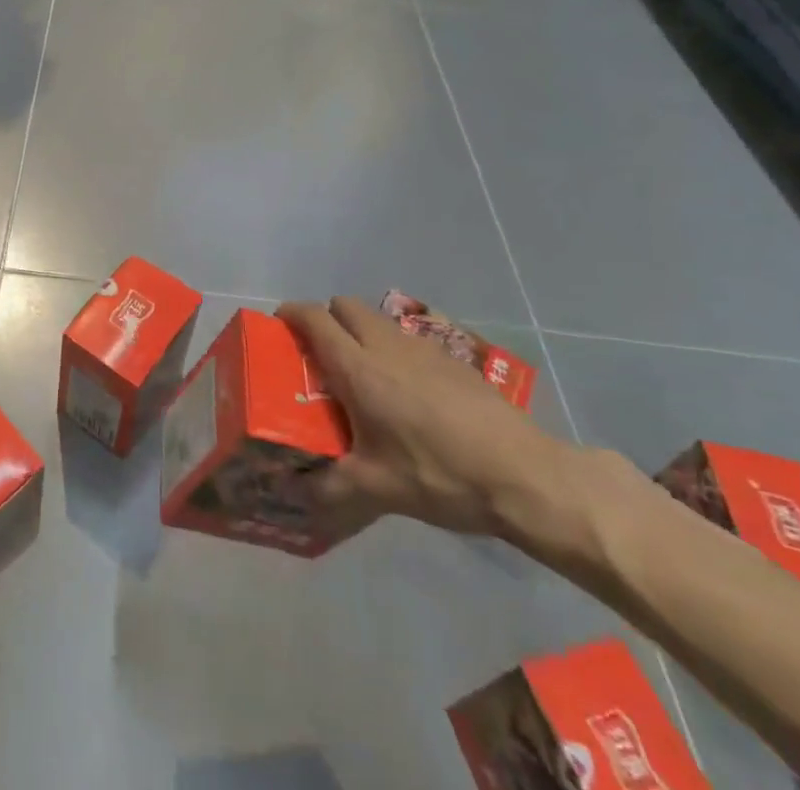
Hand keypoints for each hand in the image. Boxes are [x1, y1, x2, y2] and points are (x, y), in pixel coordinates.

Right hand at [278, 296, 568, 543]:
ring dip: (359, 330)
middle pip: (344, 305)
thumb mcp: (377, 489)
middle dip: (326, 318)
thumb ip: (328, 487)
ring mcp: (420, 346)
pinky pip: (405, 337)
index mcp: (358, 368)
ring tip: (362, 374)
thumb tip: (292, 495)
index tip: (278, 327)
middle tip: (320, 355)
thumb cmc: (438, 474)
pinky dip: (391, 348)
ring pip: (376, 318)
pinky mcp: (450, 356)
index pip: (314, 318)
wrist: (522, 474)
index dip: (291, 315)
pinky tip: (405, 391)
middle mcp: (384, 345)